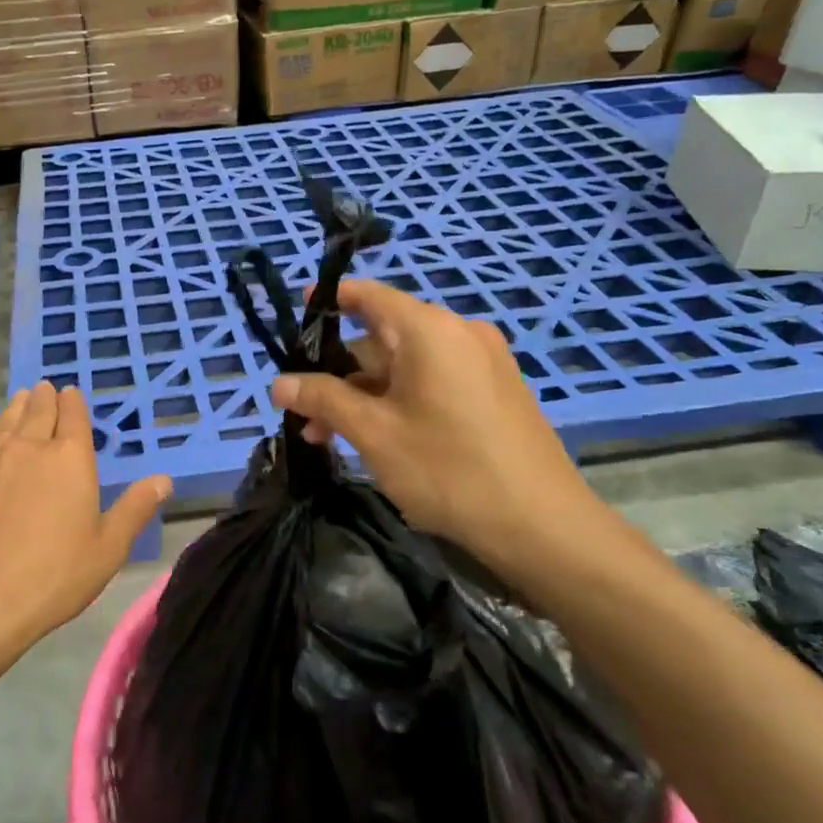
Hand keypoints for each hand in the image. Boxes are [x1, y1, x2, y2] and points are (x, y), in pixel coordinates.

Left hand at [0, 381, 170, 652]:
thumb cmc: (54, 576)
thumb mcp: (108, 548)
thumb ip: (135, 509)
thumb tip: (163, 480)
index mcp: (70, 458)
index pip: (73, 416)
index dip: (73, 402)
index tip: (71, 393)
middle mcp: (29, 447)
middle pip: (38, 411)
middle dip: (45, 398)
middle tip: (45, 389)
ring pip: (7, 421)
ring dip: (17, 407)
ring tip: (21, 398)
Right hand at [272, 281, 608, 577]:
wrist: (543, 526)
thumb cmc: (448, 469)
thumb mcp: (373, 433)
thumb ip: (323, 399)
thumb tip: (279, 382)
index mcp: (430, 330)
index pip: (368, 296)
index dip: (329, 301)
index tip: (296, 316)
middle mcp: (459, 334)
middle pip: (382, 338)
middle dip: (339, 372)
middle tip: (304, 411)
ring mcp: (482, 364)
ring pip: (405, 367)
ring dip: (364, 395)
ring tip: (330, 437)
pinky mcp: (494, 392)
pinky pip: (432, 383)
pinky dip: (398, 401)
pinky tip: (376, 438)